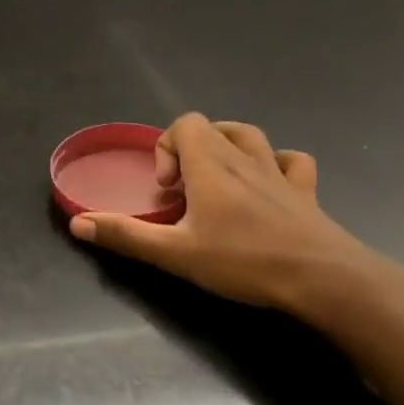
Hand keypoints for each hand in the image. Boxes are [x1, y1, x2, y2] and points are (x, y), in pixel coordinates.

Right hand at [69, 113, 387, 314]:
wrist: (326, 280)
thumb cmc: (245, 261)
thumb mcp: (176, 253)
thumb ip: (126, 235)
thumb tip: (77, 224)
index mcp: (210, 165)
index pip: (185, 124)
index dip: (167, 148)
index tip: (166, 189)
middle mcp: (243, 158)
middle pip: (211, 127)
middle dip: (189, 151)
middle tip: (185, 192)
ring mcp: (279, 173)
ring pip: (250, 135)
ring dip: (229, 145)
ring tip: (218, 176)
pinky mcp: (307, 193)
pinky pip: (292, 161)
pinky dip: (277, 163)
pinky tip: (268, 184)